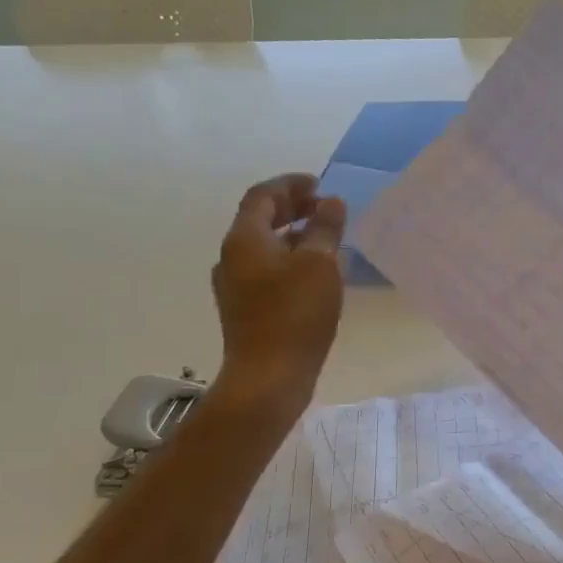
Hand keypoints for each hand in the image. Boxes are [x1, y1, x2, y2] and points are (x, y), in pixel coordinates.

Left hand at [206, 174, 344, 416]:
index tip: (319, 184)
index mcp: (245, 240)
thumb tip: (330, 202)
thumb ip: (325, 228)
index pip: (263, 196)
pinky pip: (267, 270)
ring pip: (264, 247)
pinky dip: (289, 259)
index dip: (290, 185)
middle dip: (291, 208)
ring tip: (324, 238)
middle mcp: (232, 258)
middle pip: (259, 220)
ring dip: (292, 234)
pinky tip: (314, 273)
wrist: (268, 378)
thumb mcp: (319, 264)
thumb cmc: (295, 314)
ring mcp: (235, 286)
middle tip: (323, 207)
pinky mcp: (246, 309)